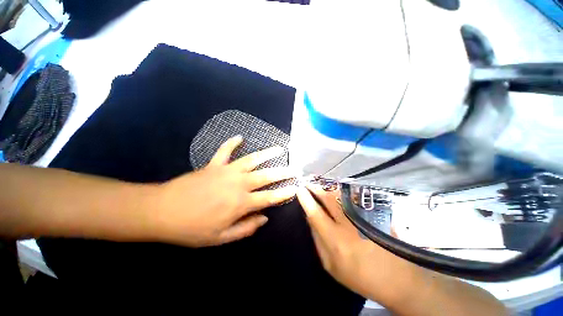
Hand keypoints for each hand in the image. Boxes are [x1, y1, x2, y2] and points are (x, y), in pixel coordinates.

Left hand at [150, 136, 296, 246]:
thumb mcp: (220, 237)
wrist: (162, 211)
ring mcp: (227, 171)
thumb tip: (264, 217)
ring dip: (267, 153)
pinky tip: (240, 137)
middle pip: (266, 175)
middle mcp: (239, 183)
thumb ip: (246, 228)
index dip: (284, 193)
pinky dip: (232, 143)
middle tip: (295, 167)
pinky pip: (225, 150)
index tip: (295, 187)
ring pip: (252, 159)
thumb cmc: (192, 228)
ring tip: (279, 149)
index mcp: (241, 203)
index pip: (270, 197)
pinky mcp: (214, 164)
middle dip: (283, 172)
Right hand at [297, 184, 507, 315]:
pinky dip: (342, 192)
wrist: (396, 279)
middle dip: (315, 189)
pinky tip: (336, 190)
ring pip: (340, 196)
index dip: (306, 199)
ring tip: (319, 185)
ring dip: (327, 189)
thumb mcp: (331, 266)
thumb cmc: (359, 276)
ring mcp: (362, 218)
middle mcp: (347, 225)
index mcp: (335, 240)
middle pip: (328, 199)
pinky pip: (354, 199)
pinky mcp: (373, 215)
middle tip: (307, 182)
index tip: (299, 189)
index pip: (315, 213)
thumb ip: (318, 241)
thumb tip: (310, 219)